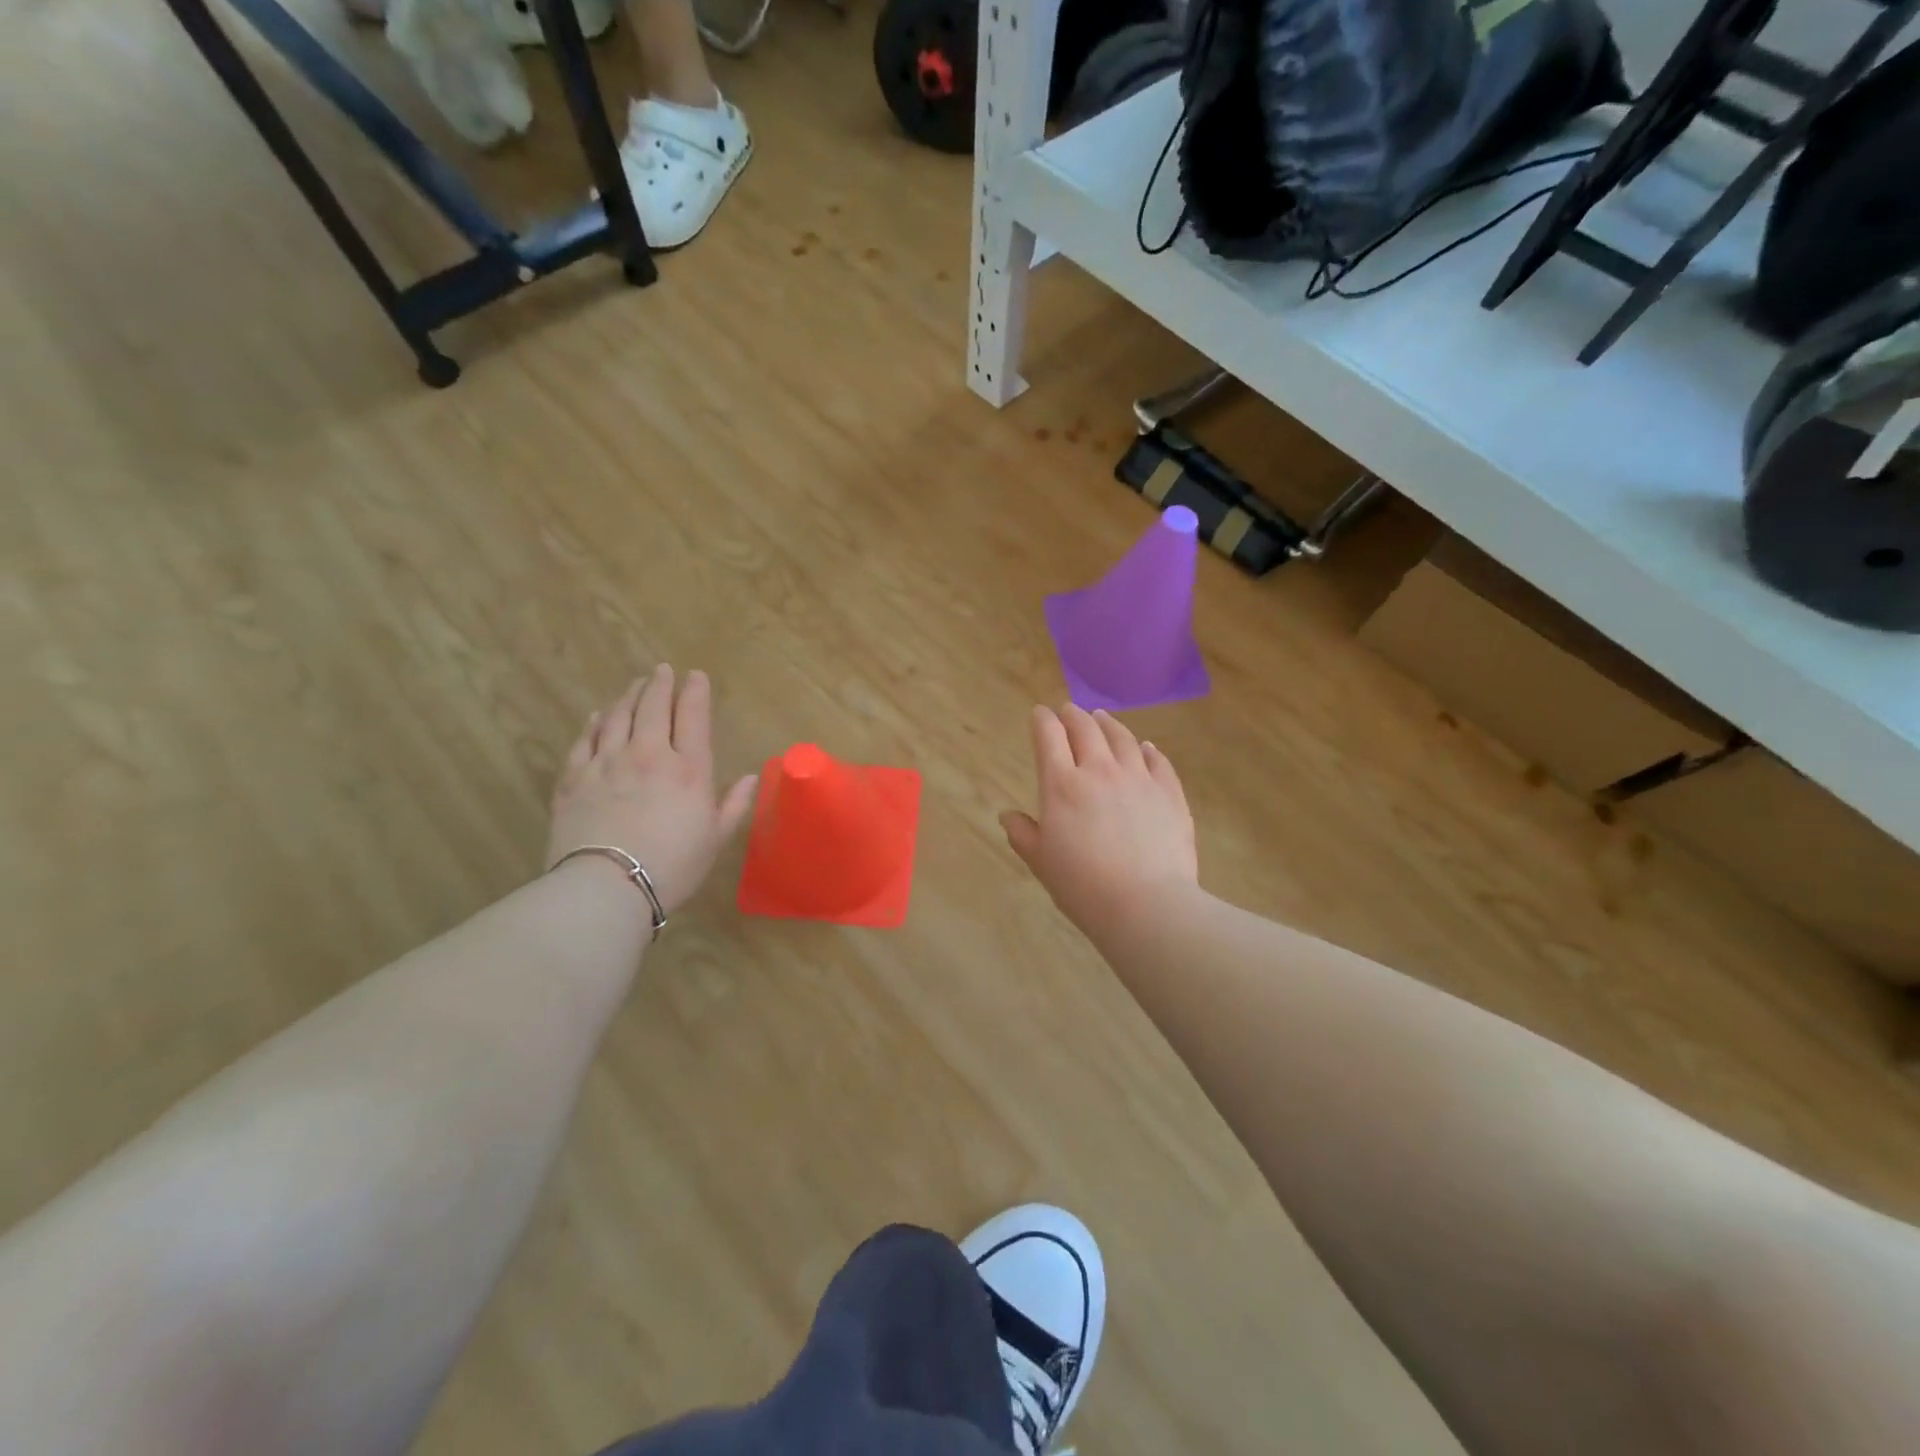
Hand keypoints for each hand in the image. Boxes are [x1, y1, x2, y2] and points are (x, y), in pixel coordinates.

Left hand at [547, 666, 757, 913]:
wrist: (608, 885)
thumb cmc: (673, 866)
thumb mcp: (715, 838)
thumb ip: (734, 804)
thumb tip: (749, 778)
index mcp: (689, 769)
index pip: (693, 716)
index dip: (695, 692)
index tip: (695, 675)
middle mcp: (649, 754)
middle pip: (653, 707)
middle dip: (660, 684)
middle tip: (662, 670)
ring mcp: (607, 762)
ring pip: (618, 716)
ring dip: (628, 696)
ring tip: (635, 685)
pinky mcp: (574, 778)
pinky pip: (585, 740)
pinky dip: (594, 723)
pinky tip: (597, 715)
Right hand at [1000, 705, 1199, 935]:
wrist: (1146, 905)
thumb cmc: (1083, 887)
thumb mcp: (1042, 863)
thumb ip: (1023, 834)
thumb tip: (1007, 815)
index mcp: (1062, 785)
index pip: (1049, 737)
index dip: (1042, 721)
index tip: (1039, 714)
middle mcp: (1099, 770)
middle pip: (1085, 728)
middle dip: (1073, 715)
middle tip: (1069, 711)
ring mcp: (1139, 778)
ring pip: (1122, 738)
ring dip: (1108, 723)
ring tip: (1102, 718)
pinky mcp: (1169, 792)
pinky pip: (1157, 760)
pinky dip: (1147, 749)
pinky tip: (1145, 748)